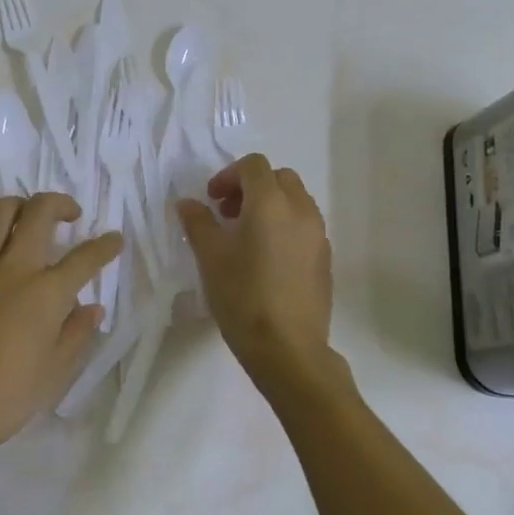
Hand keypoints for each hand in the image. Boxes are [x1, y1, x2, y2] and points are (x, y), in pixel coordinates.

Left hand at [0, 193, 121, 458]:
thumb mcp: (54, 372)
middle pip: (41, 210)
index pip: (85, 257)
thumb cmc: (5, 396)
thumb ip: (76, 333)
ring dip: (22, 207)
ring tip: (30, 221)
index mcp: (47, 292)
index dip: (105, 245)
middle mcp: (15, 266)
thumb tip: (92, 308)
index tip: (114, 240)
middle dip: (62, 204)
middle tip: (71, 215)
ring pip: (2, 209)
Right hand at [178, 153, 338, 399]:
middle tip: (227, 213)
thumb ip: (198, 222)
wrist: (288, 348)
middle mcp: (300, 210)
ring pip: (295, 201)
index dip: (228, 175)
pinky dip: (284, 226)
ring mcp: (318, 235)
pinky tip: (265, 259)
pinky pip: (304, 226)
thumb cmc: (243, 296)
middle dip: (251, 187)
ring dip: (269, 205)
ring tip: (245, 236)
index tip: (211, 200)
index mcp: (271, 202)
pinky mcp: (325, 259)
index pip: (253, 166)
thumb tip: (188, 203)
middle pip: (278, 178)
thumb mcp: (210, 257)